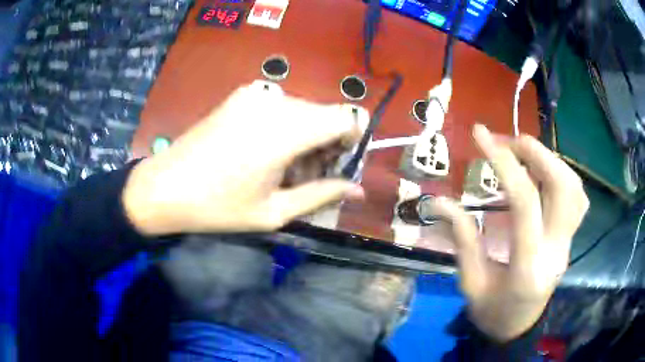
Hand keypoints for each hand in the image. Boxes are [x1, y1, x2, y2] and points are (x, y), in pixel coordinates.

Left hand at [123, 82, 363, 234]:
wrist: (164, 187)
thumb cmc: (217, 207)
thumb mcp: (273, 211)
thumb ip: (322, 195)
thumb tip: (357, 190)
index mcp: (285, 131)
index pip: (346, 117)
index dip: (353, 139)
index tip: (339, 165)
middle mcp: (275, 102)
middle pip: (326, 114)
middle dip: (328, 144)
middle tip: (309, 177)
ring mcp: (255, 94)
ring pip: (304, 111)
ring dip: (306, 138)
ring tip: (285, 171)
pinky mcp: (241, 95)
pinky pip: (280, 107)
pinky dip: (286, 128)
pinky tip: (266, 153)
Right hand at [432, 124, 588, 341]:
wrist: (517, 327)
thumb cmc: (491, 311)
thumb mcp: (470, 283)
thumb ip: (462, 239)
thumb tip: (439, 201)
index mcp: (527, 266)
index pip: (524, 202)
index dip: (504, 163)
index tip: (482, 136)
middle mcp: (556, 250)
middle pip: (562, 187)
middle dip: (536, 153)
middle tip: (509, 141)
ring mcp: (567, 243)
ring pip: (575, 188)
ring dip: (551, 160)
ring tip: (525, 152)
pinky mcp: (570, 239)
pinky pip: (578, 199)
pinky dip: (563, 175)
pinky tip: (544, 174)